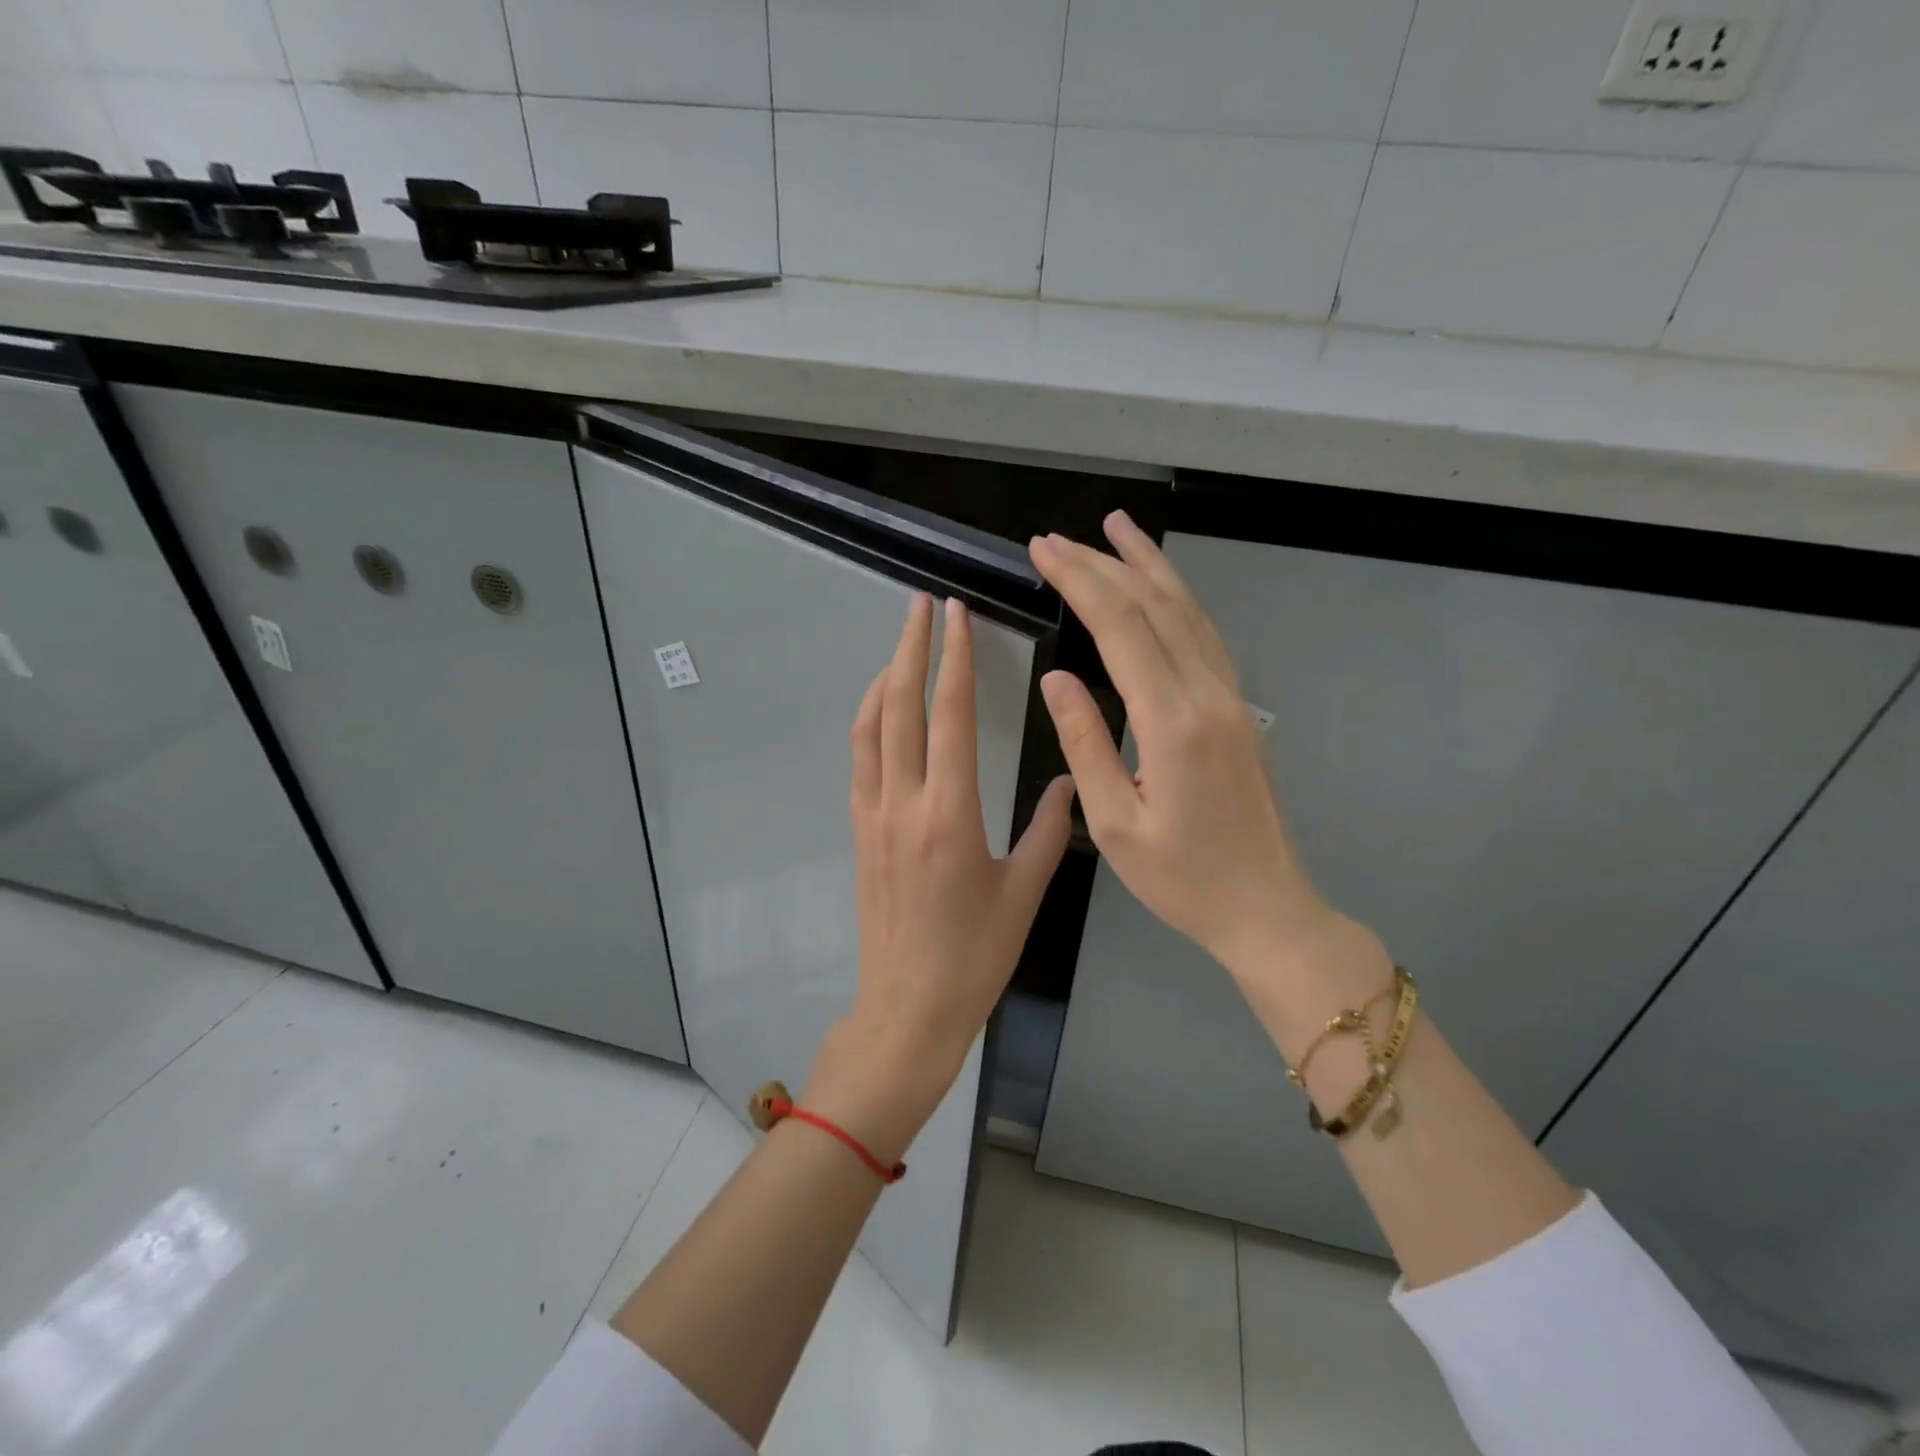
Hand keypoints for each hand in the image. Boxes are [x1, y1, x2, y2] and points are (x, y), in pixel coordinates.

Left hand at [806, 594, 1074, 1164]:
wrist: (906, 1010)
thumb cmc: (974, 957)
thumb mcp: (1024, 894)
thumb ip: (1050, 830)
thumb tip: (1069, 780)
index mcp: (950, 814)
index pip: (948, 715)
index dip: (954, 659)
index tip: (957, 615)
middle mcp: (904, 804)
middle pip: (900, 706)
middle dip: (910, 647)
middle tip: (921, 605)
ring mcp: (873, 817)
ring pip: (870, 728)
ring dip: (885, 678)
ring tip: (902, 644)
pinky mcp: (859, 833)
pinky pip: (860, 761)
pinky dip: (870, 721)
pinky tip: (882, 709)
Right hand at [1028, 514, 1389, 1052]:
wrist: (1267, 909)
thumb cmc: (1183, 880)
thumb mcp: (1115, 824)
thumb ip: (1085, 743)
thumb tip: (1056, 679)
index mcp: (1174, 724)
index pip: (1121, 628)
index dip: (1080, 581)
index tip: (1043, 551)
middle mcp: (1209, 695)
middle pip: (1154, 606)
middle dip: (1102, 564)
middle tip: (1056, 539)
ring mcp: (1231, 697)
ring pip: (1188, 611)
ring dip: (1148, 565)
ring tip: (1115, 528)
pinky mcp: (1238, 708)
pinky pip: (1204, 634)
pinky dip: (1177, 598)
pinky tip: (1159, 586)